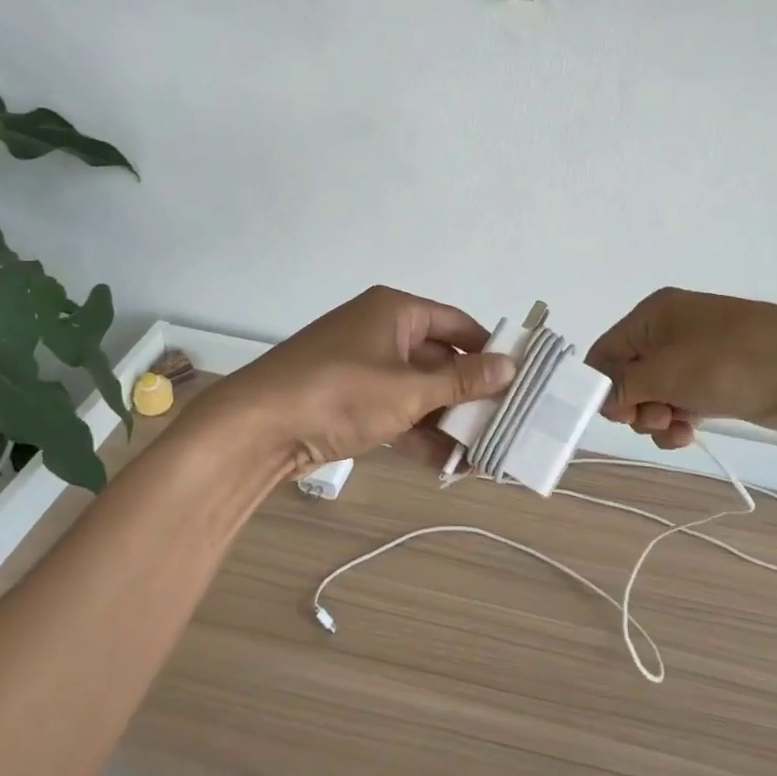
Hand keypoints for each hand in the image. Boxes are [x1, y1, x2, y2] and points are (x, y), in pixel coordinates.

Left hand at [183, 286, 515, 480]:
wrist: (256, 428)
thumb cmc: (340, 392)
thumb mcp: (408, 389)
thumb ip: (461, 381)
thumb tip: (510, 366)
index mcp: (395, 311)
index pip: (457, 323)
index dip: (488, 349)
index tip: (519, 378)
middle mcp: (381, 332)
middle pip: (439, 359)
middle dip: (469, 394)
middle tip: (506, 421)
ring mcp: (363, 367)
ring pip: (418, 390)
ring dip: (446, 420)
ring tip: (484, 451)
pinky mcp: (349, 400)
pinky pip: (395, 411)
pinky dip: (418, 433)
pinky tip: (448, 464)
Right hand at [586, 288, 776, 449]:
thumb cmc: (730, 361)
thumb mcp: (667, 372)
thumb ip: (624, 385)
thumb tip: (599, 397)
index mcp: (653, 315)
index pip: (606, 351)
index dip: (602, 385)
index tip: (615, 415)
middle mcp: (668, 331)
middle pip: (628, 376)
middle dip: (635, 405)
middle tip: (656, 418)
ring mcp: (693, 356)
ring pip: (654, 394)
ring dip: (656, 418)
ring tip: (677, 428)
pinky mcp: (713, 381)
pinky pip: (679, 402)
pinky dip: (677, 421)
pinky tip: (688, 435)